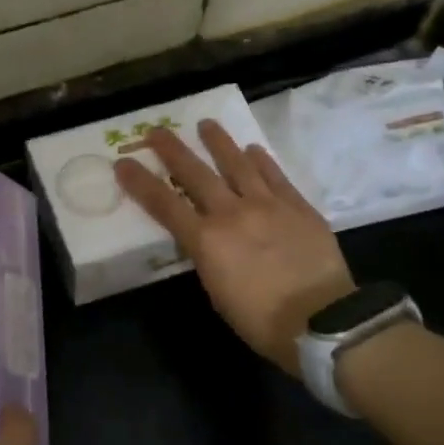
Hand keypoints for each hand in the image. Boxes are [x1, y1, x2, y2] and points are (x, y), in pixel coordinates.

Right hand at [116, 120, 353, 374]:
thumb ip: (208, 258)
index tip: (123, 163)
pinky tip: (253, 149)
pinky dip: (261, 160)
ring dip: (219, 143)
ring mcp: (268, 205)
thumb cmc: (260, 320)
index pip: (164, 204)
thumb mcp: (217, 292)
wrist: (321, 320)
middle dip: (173, 150)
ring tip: (206, 124)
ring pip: (238, 164)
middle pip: (196, 174)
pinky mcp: (298, 206)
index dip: (140, 183)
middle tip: (157, 130)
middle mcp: (232, 213)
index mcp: (206, 241)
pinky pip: (275, 176)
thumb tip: (208, 242)